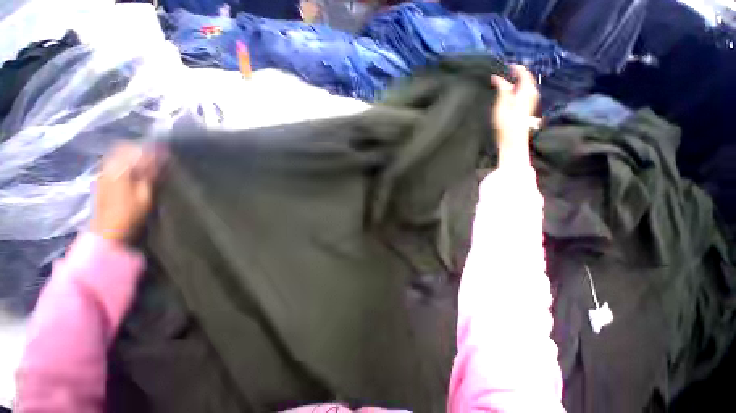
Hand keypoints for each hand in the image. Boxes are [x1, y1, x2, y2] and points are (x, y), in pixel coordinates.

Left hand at [91, 143, 162, 242]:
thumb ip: (150, 174)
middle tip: (156, 155)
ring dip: (133, 155)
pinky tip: (135, 171)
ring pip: (118, 154)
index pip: (136, 150)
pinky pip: (114, 163)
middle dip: (141, 149)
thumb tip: (160, 159)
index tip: (165, 150)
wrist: (108, 229)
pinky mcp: (102, 179)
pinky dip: (126, 162)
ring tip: (147, 163)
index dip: (152, 149)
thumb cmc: (130, 213)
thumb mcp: (145, 194)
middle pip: (124, 148)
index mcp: (120, 169)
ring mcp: (103, 173)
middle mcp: (108, 167)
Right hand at [490, 64, 539, 165]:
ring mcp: (530, 102)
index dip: (514, 68)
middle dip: (516, 73)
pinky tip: (508, 93)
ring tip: (504, 81)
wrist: (513, 140)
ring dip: (515, 82)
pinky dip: (516, 89)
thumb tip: (497, 77)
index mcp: (527, 90)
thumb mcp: (502, 104)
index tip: (503, 66)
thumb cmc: (507, 123)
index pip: (523, 72)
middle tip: (503, 72)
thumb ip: (501, 88)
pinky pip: (523, 93)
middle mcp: (531, 93)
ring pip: (524, 86)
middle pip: (526, 78)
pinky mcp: (526, 109)